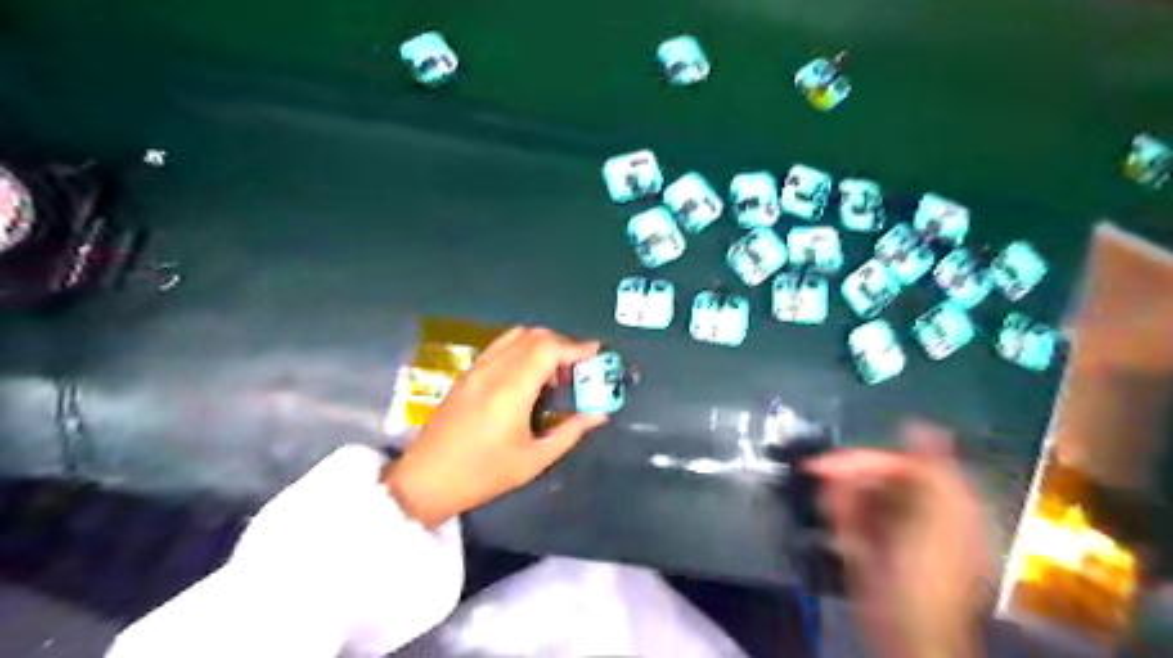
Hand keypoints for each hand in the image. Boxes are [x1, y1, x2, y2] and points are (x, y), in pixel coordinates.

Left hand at [386, 329, 608, 529]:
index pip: (548, 348)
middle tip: (578, 369)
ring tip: (555, 373)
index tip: (597, 355)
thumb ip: (570, 431)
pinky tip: (528, 376)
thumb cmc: (482, 475)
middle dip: (562, 345)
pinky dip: (522, 349)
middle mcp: (493, 370)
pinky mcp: (466, 374)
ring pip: (516, 336)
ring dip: (542, 345)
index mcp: (511, 390)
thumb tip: (599, 414)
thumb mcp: (534, 460)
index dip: (576, 347)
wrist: (424, 481)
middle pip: (534, 336)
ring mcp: (476, 369)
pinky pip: (500, 346)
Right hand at [808, 422, 987, 656]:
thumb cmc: (926, 573)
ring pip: (860, 495)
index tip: (834, 459)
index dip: (870, 459)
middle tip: (815, 470)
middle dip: (848, 474)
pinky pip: (851, 516)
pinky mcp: (871, 544)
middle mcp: (920, 511)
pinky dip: (838, 512)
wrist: (905, 629)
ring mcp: (893, 529)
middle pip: (879, 478)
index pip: (905, 465)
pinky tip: (832, 517)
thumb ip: (932, 468)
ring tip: (827, 504)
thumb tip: (919, 424)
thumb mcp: (938, 516)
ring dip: (840, 494)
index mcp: (945, 503)